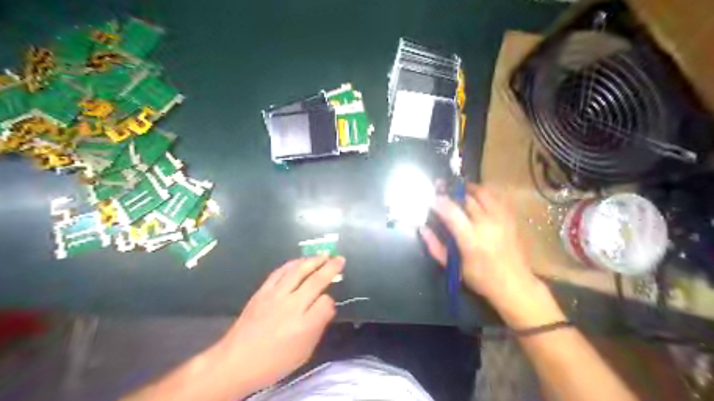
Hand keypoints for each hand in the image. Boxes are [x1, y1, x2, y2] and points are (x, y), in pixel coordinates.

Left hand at [214, 256, 341, 391]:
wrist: (236, 361)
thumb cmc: (274, 361)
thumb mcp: (303, 353)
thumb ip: (318, 327)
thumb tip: (326, 306)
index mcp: (304, 325)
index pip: (326, 302)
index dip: (330, 301)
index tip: (328, 303)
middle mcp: (292, 305)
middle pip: (316, 280)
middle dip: (330, 267)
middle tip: (340, 259)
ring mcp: (275, 295)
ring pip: (298, 270)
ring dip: (313, 260)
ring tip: (323, 255)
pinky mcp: (262, 291)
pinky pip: (280, 272)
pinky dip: (292, 263)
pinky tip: (300, 261)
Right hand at [420, 184, 541, 312]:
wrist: (515, 285)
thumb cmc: (480, 279)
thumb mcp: (453, 266)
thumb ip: (435, 246)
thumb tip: (423, 228)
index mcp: (471, 238)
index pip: (451, 211)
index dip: (439, 202)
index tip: (430, 199)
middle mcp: (487, 224)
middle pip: (466, 198)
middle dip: (451, 192)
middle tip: (441, 191)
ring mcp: (502, 218)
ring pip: (483, 192)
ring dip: (468, 189)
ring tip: (458, 190)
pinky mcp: (511, 217)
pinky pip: (496, 197)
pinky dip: (483, 194)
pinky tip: (476, 198)